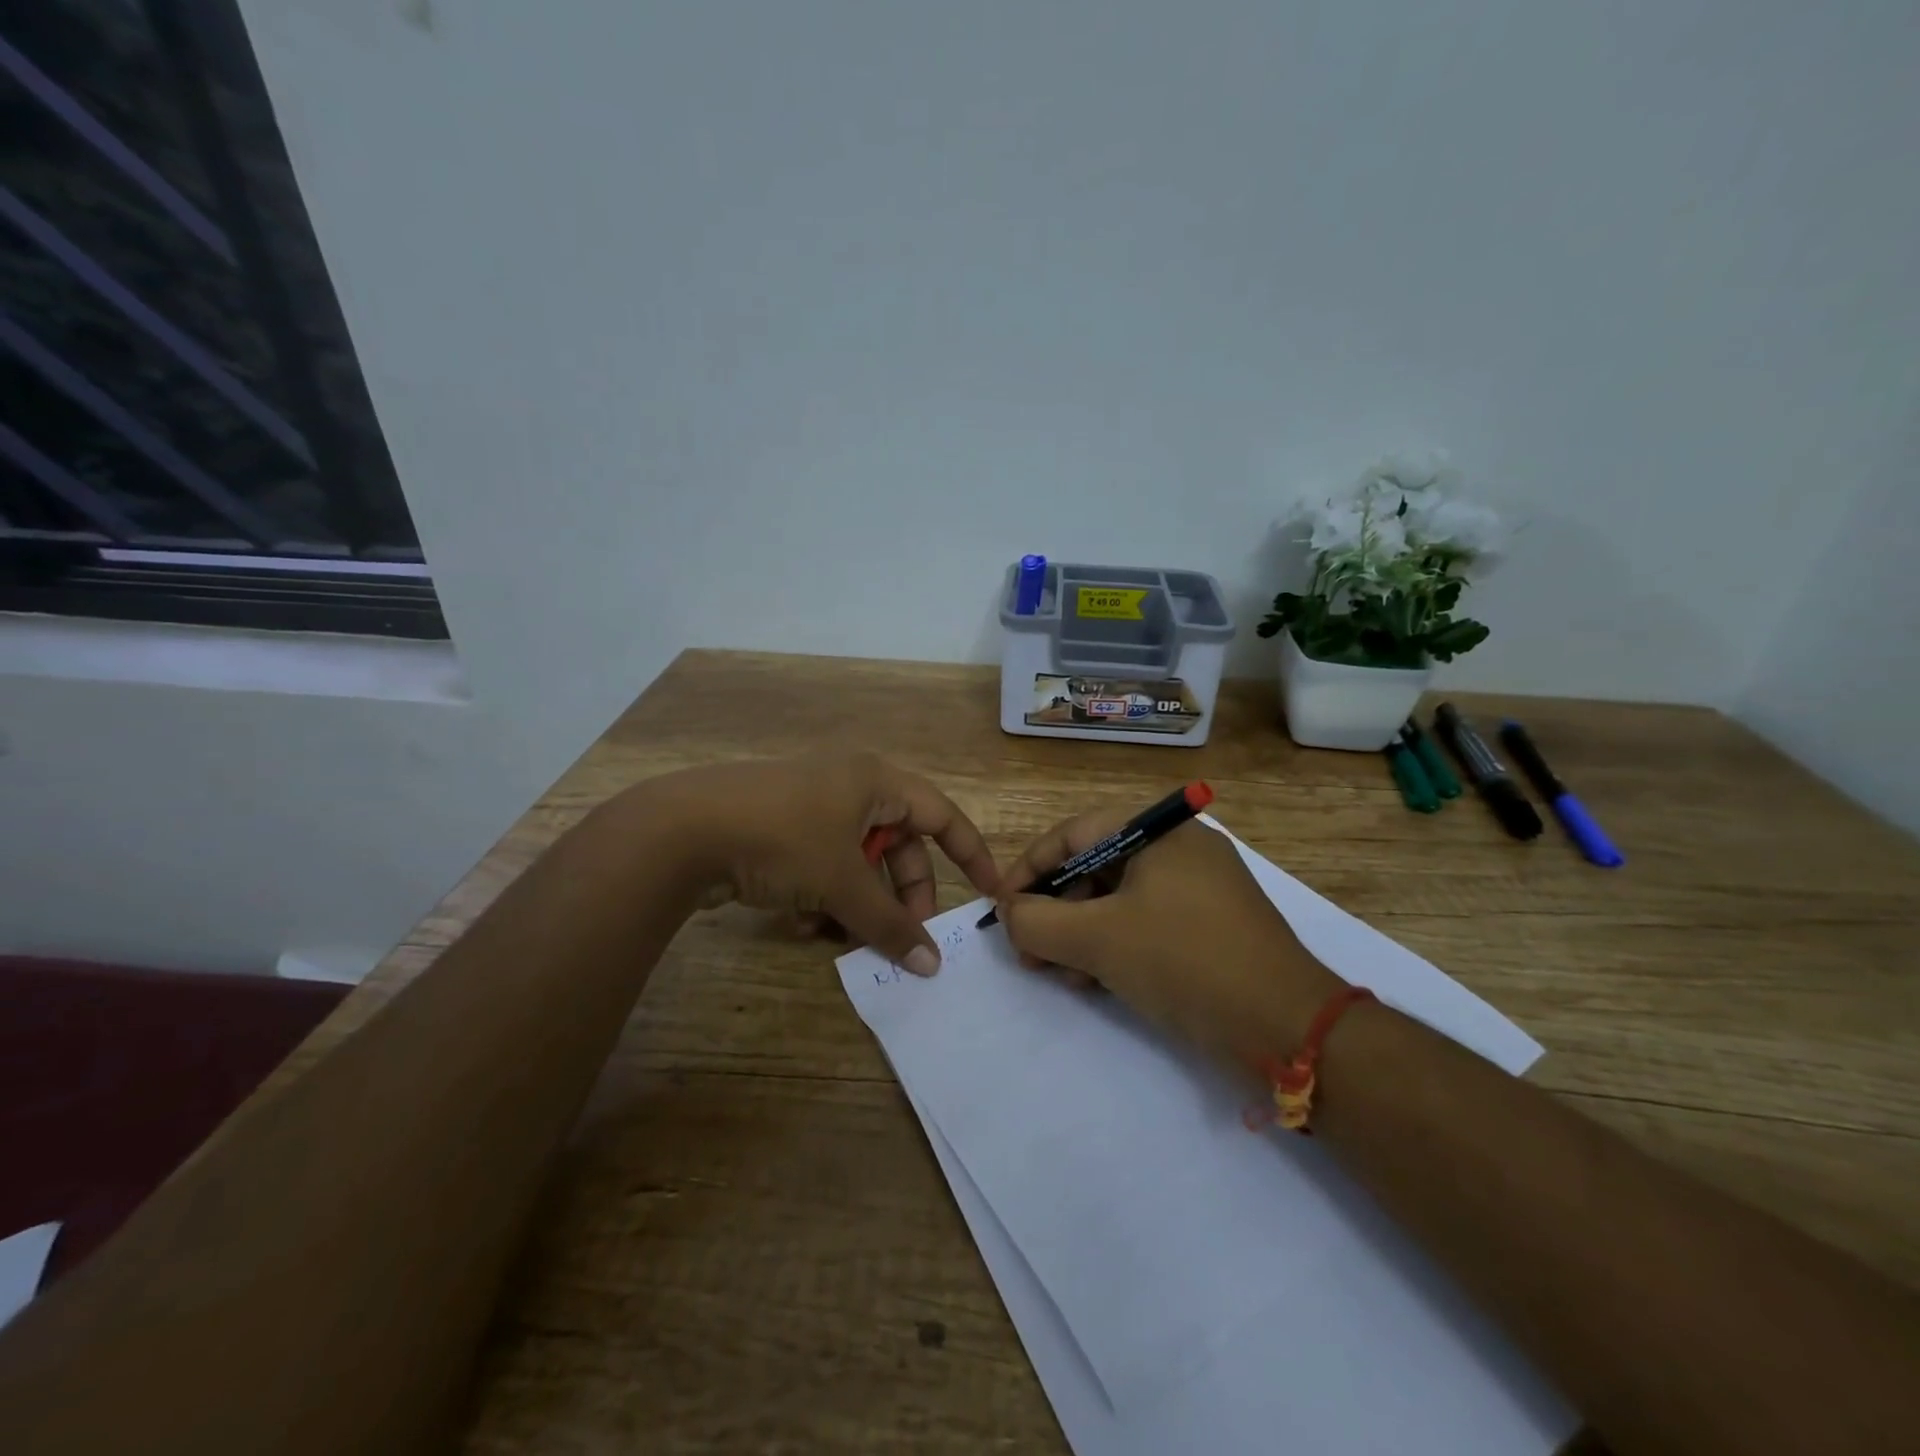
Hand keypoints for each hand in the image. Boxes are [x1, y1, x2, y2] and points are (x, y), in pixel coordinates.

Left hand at [646, 752, 998, 974]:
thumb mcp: (842, 883)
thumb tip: (931, 966)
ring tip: (843, 938)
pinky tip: (802, 926)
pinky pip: (821, 866)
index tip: (991, 892)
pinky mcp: (778, 829)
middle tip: (904, 935)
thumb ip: (890, 924)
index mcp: (875, 782)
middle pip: (898, 845)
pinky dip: (822, 897)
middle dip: (902, 893)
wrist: (680, 829)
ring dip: (858, 903)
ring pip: (857, 862)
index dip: (971, 854)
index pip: (942, 816)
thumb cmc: (783, 839)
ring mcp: (810, 807)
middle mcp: (848, 786)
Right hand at [996, 812, 1340, 1071]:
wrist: (1287, 1027)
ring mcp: (1200, 888)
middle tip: (1028, 950)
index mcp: (1159, 831)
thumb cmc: (1184, 961)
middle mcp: (1180, 848)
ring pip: (1118, 900)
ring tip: (1060, 973)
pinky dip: (1114, 946)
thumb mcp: (1098, 939)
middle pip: (1095, 867)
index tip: (1002, 907)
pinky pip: (1146, 923)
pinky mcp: (1211, 927)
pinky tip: (1096, 981)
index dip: (1030, 869)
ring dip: (1080, 934)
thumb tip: (1008, 912)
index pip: (1074, 834)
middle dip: (1055, 910)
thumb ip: (1037, 921)